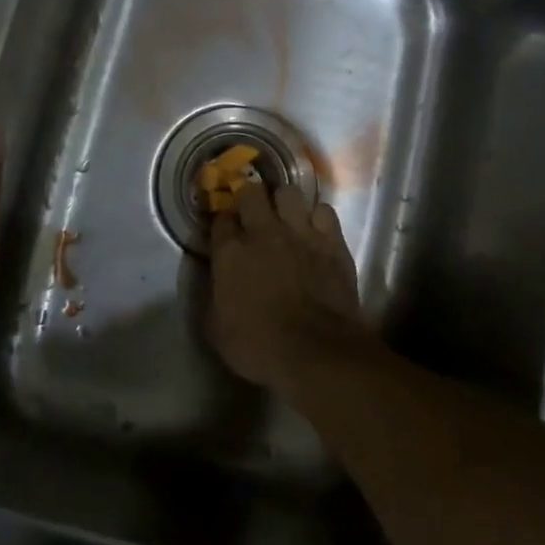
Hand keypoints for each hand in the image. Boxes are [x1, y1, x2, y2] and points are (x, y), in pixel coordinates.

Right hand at [206, 180, 371, 396]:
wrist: (316, 352)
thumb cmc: (259, 347)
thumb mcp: (216, 330)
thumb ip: (212, 297)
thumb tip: (216, 285)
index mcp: (230, 252)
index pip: (220, 219)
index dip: (222, 224)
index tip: (225, 233)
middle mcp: (263, 232)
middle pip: (251, 192)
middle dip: (249, 198)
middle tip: (253, 214)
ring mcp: (300, 232)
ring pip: (289, 192)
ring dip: (284, 203)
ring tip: (285, 217)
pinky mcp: (332, 241)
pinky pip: (324, 210)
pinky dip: (318, 217)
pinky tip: (316, 231)